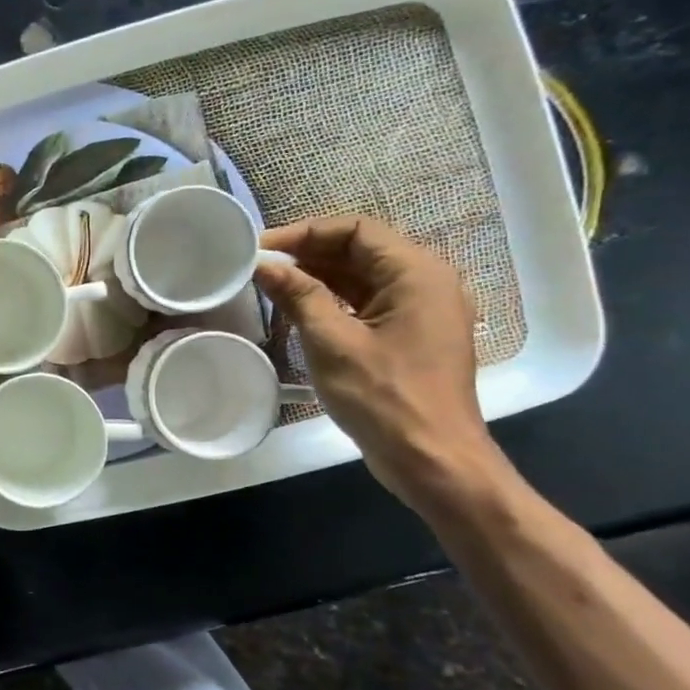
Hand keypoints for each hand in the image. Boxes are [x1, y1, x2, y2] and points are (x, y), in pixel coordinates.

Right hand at [253, 217, 503, 507]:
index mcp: (417, 274)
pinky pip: (365, 302)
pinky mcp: (408, 335)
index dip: (305, 233)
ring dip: (315, 276)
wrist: (431, 460)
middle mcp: (424, 282)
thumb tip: (263, 265)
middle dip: (307, 253)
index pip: (356, 229)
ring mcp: (418, 310)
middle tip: (258, 266)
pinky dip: (330, 299)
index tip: (261, 249)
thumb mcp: (332, 342)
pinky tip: (295, 309)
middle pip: (359, 249)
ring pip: (360, 276)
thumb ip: (298, 296)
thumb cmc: (384, 397)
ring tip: (269, 285)